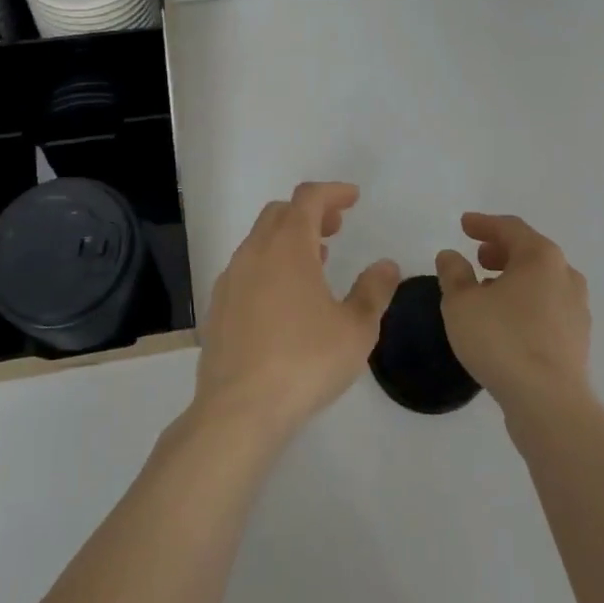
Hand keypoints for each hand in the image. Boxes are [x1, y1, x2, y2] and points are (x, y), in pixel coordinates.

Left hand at [193, 183, 400, 441]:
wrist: (238, 410)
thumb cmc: (304, 362)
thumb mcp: (356, 329)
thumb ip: (373, 291)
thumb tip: (386, 265)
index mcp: (288, 246)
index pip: (309, 198)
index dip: (332, 192)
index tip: (353, 198)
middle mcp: (255, 252)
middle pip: (281, 213)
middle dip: (310, 212)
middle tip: (336, 227)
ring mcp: (231, 279)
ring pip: (260, 240)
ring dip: (289, 238)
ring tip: (315, 260)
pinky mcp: (218, 307)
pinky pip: (247, 268)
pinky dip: (270, 264)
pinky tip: (285, 297)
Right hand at [437, 213, 591, 418]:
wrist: (550, 404)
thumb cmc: (502, 341)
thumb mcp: (461, 303)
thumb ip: (453, 273)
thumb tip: (451, 255)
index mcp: (541, 257)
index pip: (510, 228)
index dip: (484, 223)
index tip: (464, 224)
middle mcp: (565, 275)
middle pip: (530, 252)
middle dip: (501, 251)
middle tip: (478, 257)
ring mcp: (577, 308)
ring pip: (541, 281)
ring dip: (514, 279)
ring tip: (487, 292)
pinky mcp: (578, 339)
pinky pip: (547, 307)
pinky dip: (526, 303)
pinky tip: (507, 322)